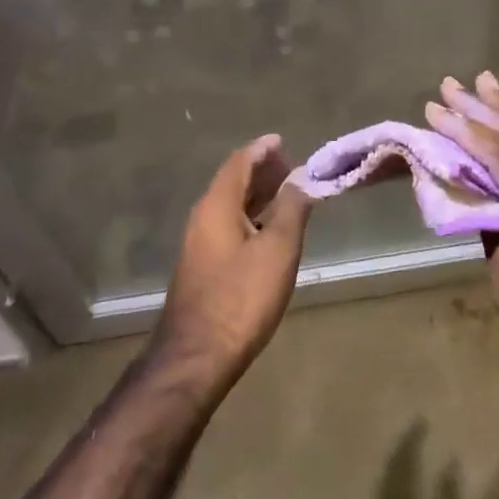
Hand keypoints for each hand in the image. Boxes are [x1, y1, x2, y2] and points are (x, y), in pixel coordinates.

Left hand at [153, 135, 313, 393]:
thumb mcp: (278, 249)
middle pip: (233, 181)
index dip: (262, 149)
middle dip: (262, 171)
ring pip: (230, 205)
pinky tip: (269, 231)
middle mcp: (203, 217)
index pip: (240, 162)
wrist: (197, 357)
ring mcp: (199, 243)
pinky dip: (250, 217)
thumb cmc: (241, 297)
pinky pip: (228, 225)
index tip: (283, 141)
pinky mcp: (202, 266)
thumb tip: (302, 176)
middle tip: (292, 169)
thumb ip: (292, 208)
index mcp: (217, 205)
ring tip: (288, 195)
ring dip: (257, 195)